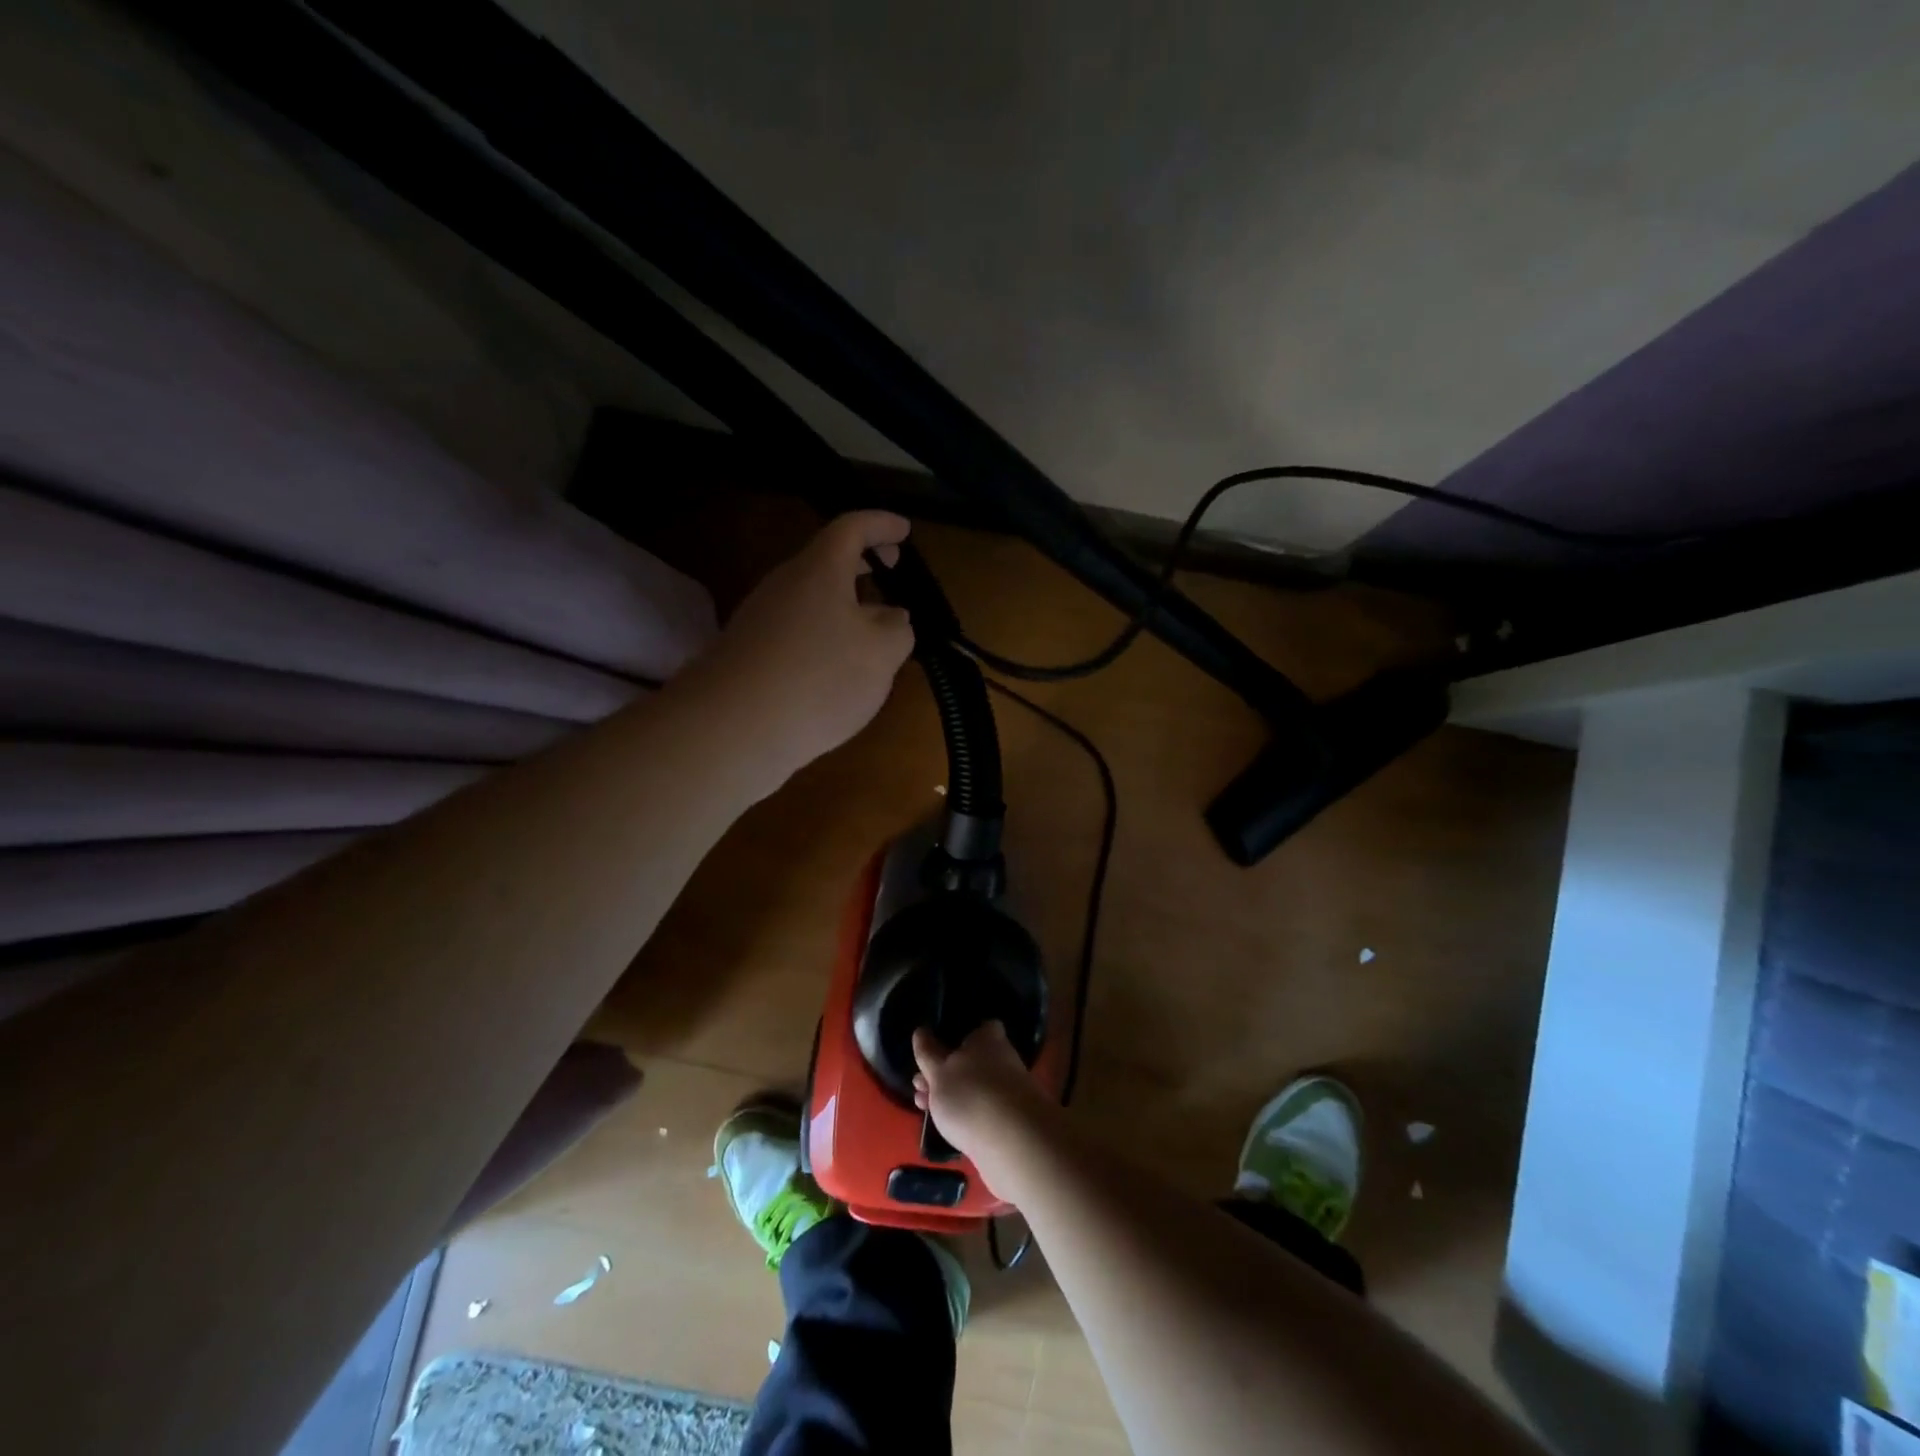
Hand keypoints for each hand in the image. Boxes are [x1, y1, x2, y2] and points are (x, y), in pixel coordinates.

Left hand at [685, 512, 915, 792]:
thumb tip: (892, 616)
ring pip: (811, 598)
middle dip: (862, 563)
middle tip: (891, 572)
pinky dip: (823, 636)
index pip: (853, 527)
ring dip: (843, 605)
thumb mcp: (882, 653)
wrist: (733, 728)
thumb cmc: (819, 678)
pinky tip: (835, 670)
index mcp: (820, 569)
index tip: (904, 530)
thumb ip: (898, 628)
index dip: (882, 524)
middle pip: (827, 561)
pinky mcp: (749, 654)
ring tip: (872, 633)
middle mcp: (784, 584)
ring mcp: (760, 619)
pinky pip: (796, 630)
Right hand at [912, 1022, 1053, 1185]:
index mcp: (988, 1040)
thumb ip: (927, 1052)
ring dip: (948, 1097)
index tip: (935, 1050)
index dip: (958, 1037)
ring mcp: (1007, 1093)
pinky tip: (945, 1127)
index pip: (980, 1028)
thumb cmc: (970, 1094)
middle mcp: (1002, 1061)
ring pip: (973, 1089)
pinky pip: (980, 1114)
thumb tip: (921, 1032)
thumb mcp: (938, 1071)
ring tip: (922, 1107)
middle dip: (943, 1074)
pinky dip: (963, 1118)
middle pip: (970, 1062)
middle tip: (919, 1085)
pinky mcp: (1007, 1123)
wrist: (1011, 1144)